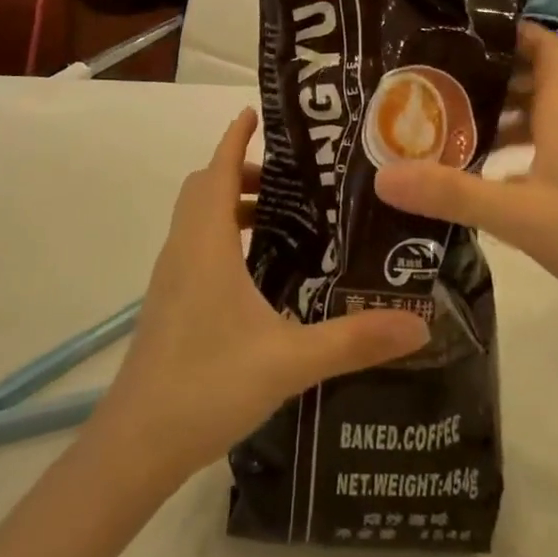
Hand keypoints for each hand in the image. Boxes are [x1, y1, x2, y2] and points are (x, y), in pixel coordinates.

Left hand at [92, 109, 428, 486]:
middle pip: (207, 187)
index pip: (219, 168)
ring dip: (233, 205)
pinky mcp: (168, 303)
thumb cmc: (208, 383)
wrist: (137, 444)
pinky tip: (259, 273)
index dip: (235, 136)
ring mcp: (171, 277)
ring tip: (284, 221)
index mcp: (207, 242)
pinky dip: (223, 236)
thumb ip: (355, 340)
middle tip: (293, 180)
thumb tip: (421, 323)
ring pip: (199, 218)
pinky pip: (195, 246)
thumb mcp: (290, 360)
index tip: (256, 112)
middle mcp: (184, 248)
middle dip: (243, 170)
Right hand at [376, 24, 557, 332]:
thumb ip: (452, 194)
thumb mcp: (519, 216)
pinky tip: (496, 182)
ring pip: (546, 122)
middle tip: (442, 87)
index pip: (549, 50)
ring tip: (458, 132)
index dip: (516, 32)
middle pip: (540, 84)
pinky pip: (555, 152)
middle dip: (494, 79)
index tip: (471, 32)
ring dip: (506, 119)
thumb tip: (384, 177)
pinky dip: (523, 152)